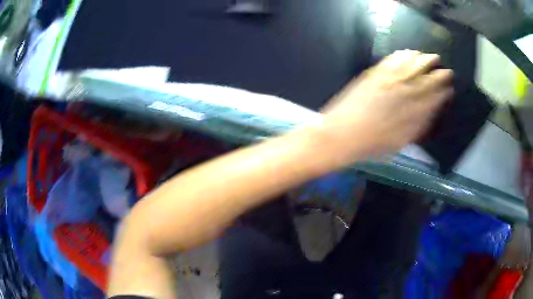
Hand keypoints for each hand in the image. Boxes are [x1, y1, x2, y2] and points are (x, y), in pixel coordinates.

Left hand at [320, 50, 453, 162]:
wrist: (340, 136)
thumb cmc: (370, 145)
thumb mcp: (398, 143)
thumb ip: (416, 127)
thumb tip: (430, 115)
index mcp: (410, 113)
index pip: (432, 99)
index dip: (442, 92)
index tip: (449, 87)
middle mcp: (402, 94)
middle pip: (424, 80)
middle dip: (437, 74)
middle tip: (446, 69)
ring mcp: (386, 82)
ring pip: (409, 67)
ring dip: (422, 60)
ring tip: (430, 56)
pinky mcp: (373, 75)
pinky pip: (391, 61)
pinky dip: (402, 56)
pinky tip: (408, 52)